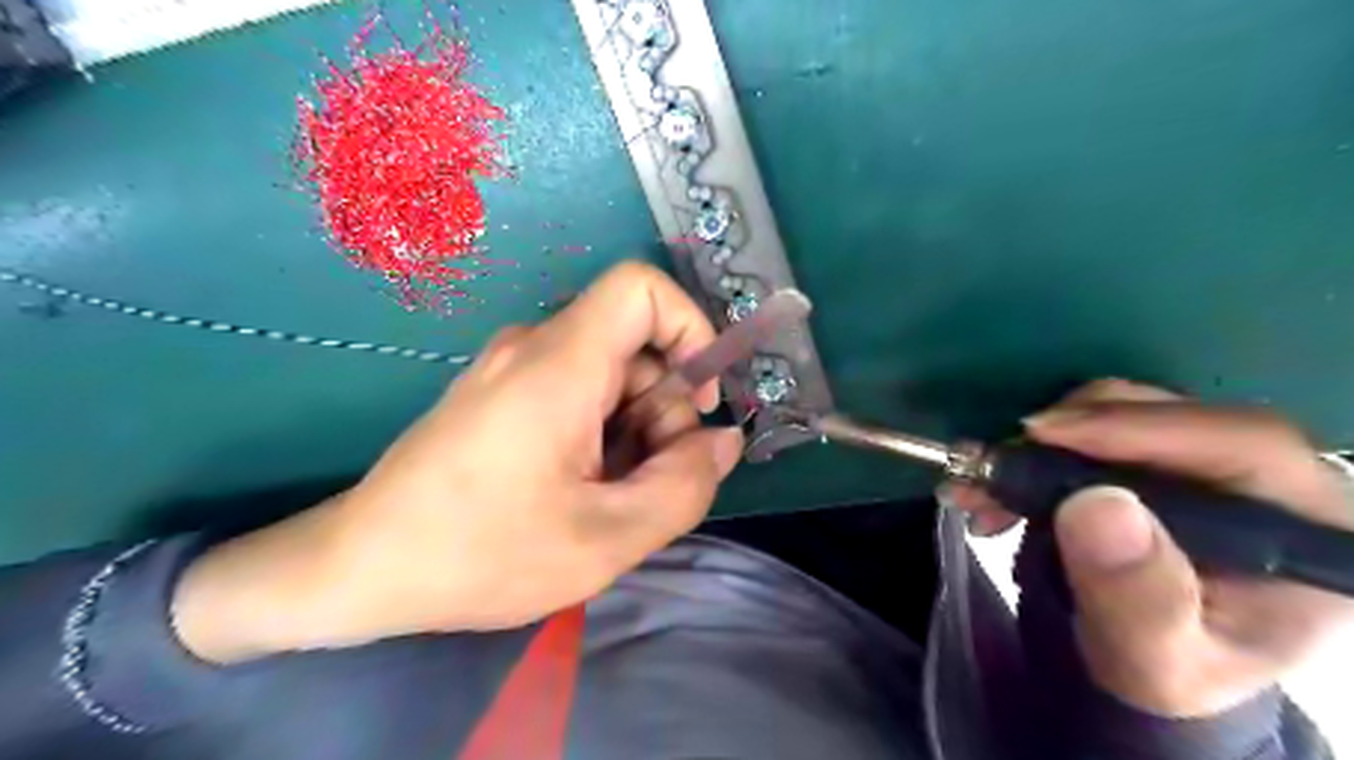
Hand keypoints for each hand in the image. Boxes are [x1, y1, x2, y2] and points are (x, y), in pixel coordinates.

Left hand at [171, 263, 737, 660]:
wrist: (358, 568)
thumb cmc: (478, 554)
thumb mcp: (606, 538)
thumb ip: (685, 486)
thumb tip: (723, 440)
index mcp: (559, 364)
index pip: (642, 287)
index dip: (690, 327)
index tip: (698, 400)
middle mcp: (534, 348)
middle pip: (635, 346)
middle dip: (664, 412)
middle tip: (649, 485)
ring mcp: (513, 370)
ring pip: (611, 376)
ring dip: (635, 433)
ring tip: (609, 501)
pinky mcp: (502, 395)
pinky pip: (577, 394)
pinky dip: (601, 437)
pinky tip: (580, 492)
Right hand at [945, 380, 1353, 718]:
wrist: (1140, 662)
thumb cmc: (1163, 670)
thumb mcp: (1153, 658)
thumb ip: (1137, 597)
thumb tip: (1097, 505)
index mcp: (1309, 527)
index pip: (1242, 444)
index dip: (1140, 427)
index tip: (1044, 435)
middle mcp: (1266, 478)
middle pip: (1169, 415)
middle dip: (1066, 436)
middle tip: (992, 468)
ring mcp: (1206, 460)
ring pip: (1118, 412)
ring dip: (1036, 445)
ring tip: (982, 491)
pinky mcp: (1152, 455)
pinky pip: (1089, 426)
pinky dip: (1032, 451)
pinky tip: (996, 486)